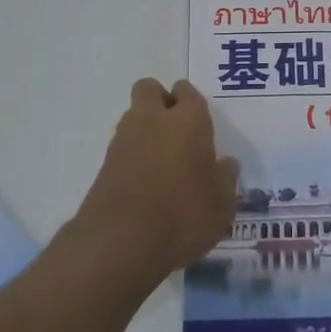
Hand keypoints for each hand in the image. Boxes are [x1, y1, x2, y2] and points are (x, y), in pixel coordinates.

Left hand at [71, 79, 239, 285]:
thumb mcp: (221, 207)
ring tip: (160, 161)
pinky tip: (143, 182)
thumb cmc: (183, 217)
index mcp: (189, 120)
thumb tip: (226, 164)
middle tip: (176, 130)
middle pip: (150, 88)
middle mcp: (154, 119)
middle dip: (160, 100)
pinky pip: (121, 145)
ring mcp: (124, 139)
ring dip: (144, 127)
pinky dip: (131, 154)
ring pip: (133, 114)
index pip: (187, 91)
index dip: (191, 102)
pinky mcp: (104, 162)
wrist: (120, 242)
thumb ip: (226, 180)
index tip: (199, 124)